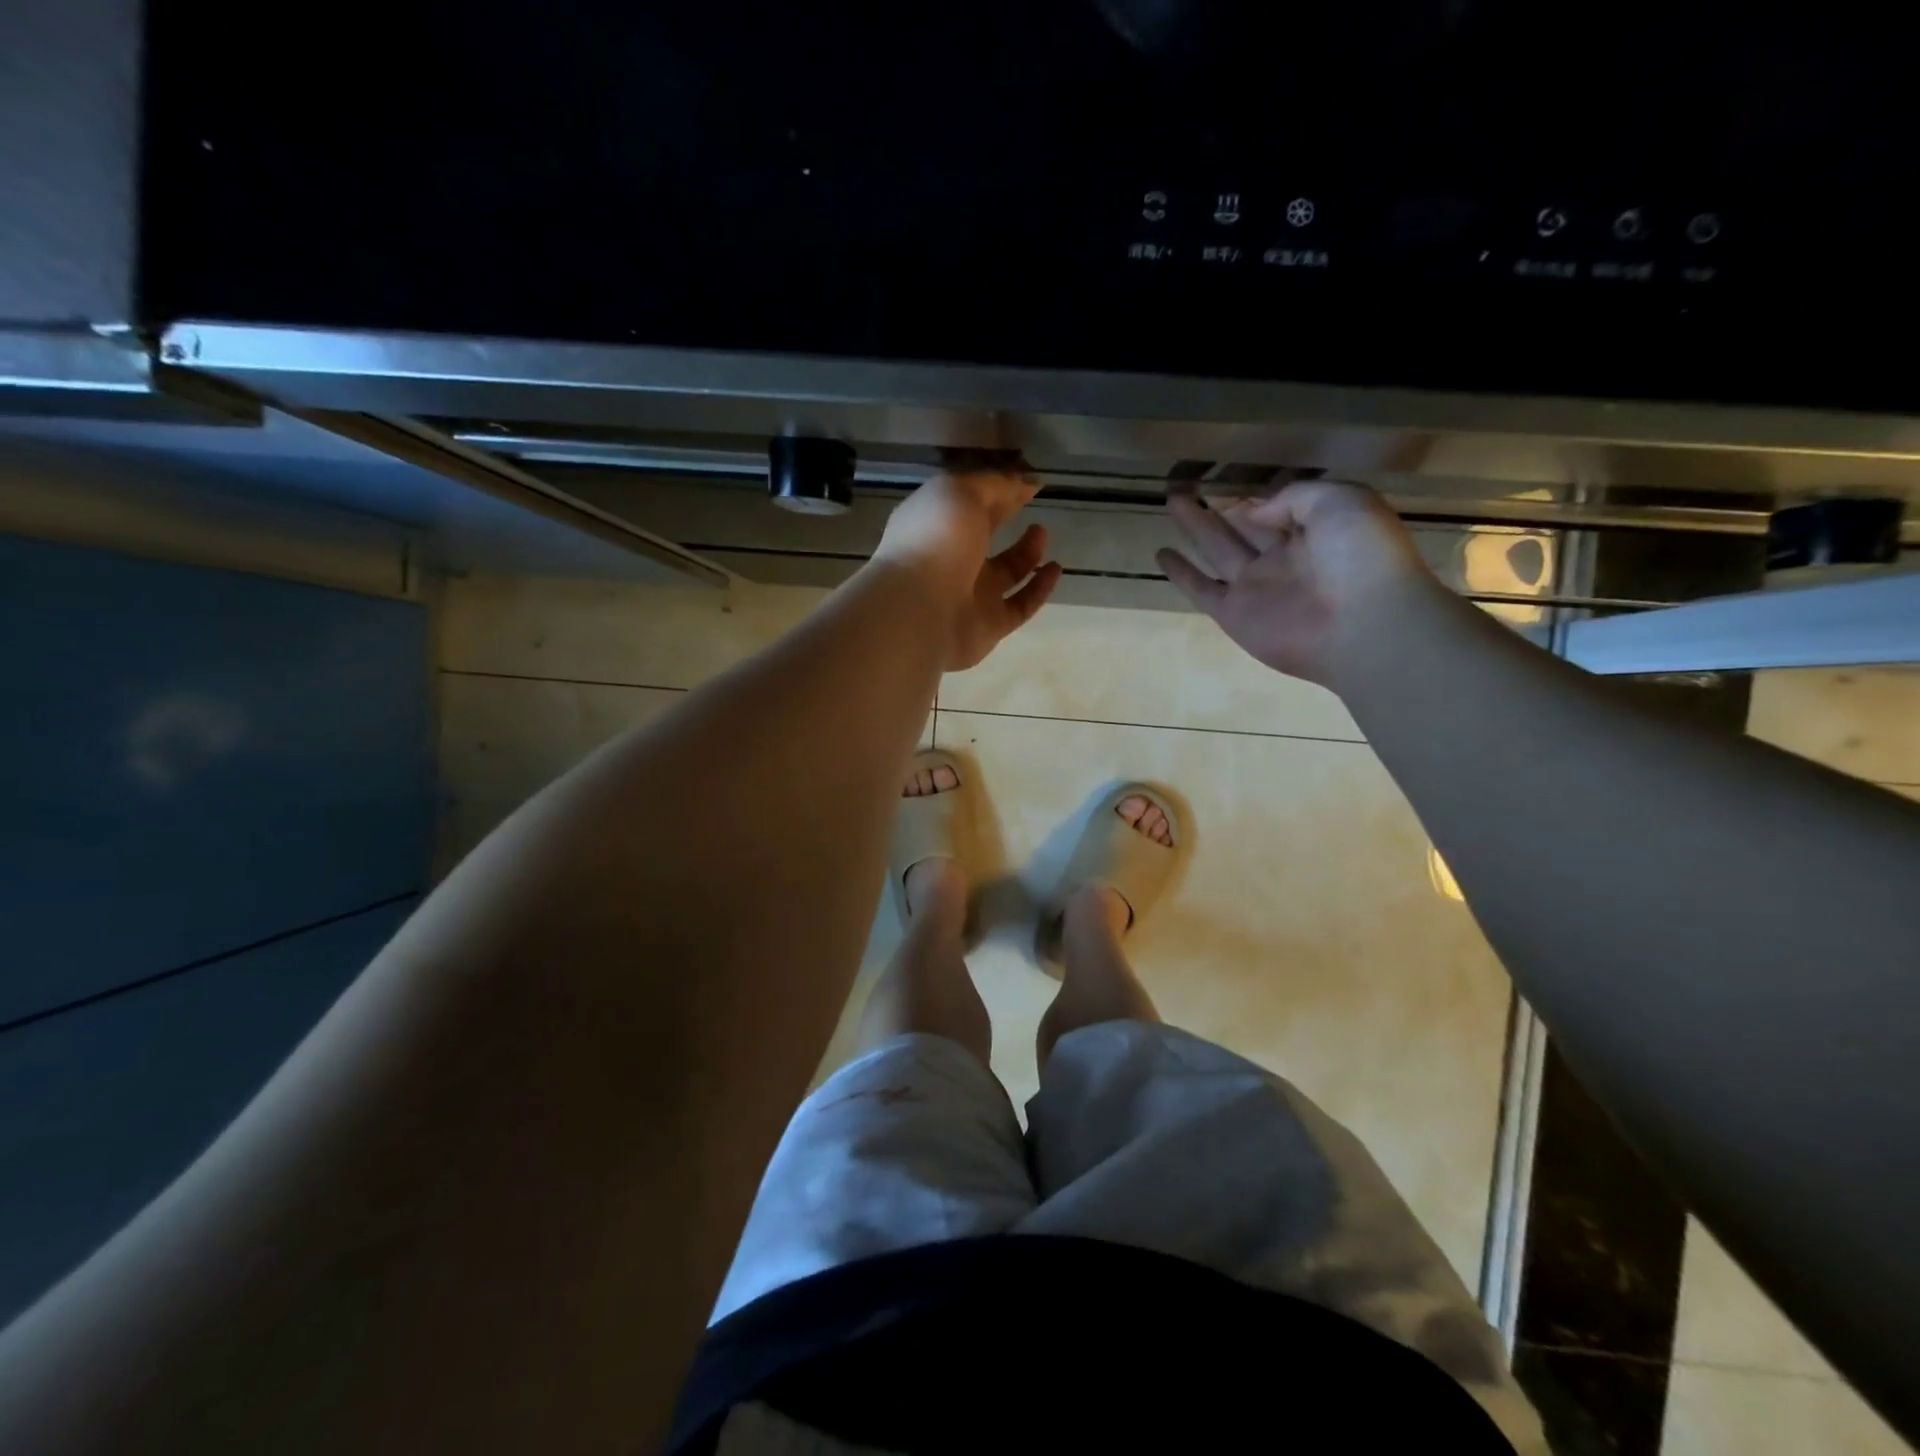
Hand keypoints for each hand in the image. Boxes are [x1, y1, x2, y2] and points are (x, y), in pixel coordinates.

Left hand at [876, 471, 1063, 670]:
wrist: (920, 611)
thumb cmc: (936, 541)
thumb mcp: (962, 493)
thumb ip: (996, 485)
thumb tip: (1027, 482)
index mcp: (935, 523)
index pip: (967, 501)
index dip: (996, 489)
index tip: (1027, 482)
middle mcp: (949, 559)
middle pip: (982, 535)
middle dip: (1006, 518)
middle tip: (1033, 505)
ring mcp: (968, 595)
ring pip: (1004, 573)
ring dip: (1027, 553)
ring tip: (1043, 533)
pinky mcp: (987, 626)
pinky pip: (1019, 606)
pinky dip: (1039, 589)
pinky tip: (1055, 570)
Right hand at [1156, 481, 1440, 687]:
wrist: (1363, 626)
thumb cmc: (1361, 556)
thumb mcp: (1340, 500)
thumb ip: (1295, 496)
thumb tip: (1255, 511)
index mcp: (1316, 531)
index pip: (1278, 507)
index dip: (1253, 491)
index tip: (1225, 475)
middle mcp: (1283, 558)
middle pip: (1242, 525)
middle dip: (1217, 504)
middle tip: (1185, 484)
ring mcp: (1257, 587)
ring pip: (1218, 550)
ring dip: (1195, 527)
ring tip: (1171, 501)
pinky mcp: (1234, 614)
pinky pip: (1202, 589)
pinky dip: (1181, 574)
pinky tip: (1161, 554)